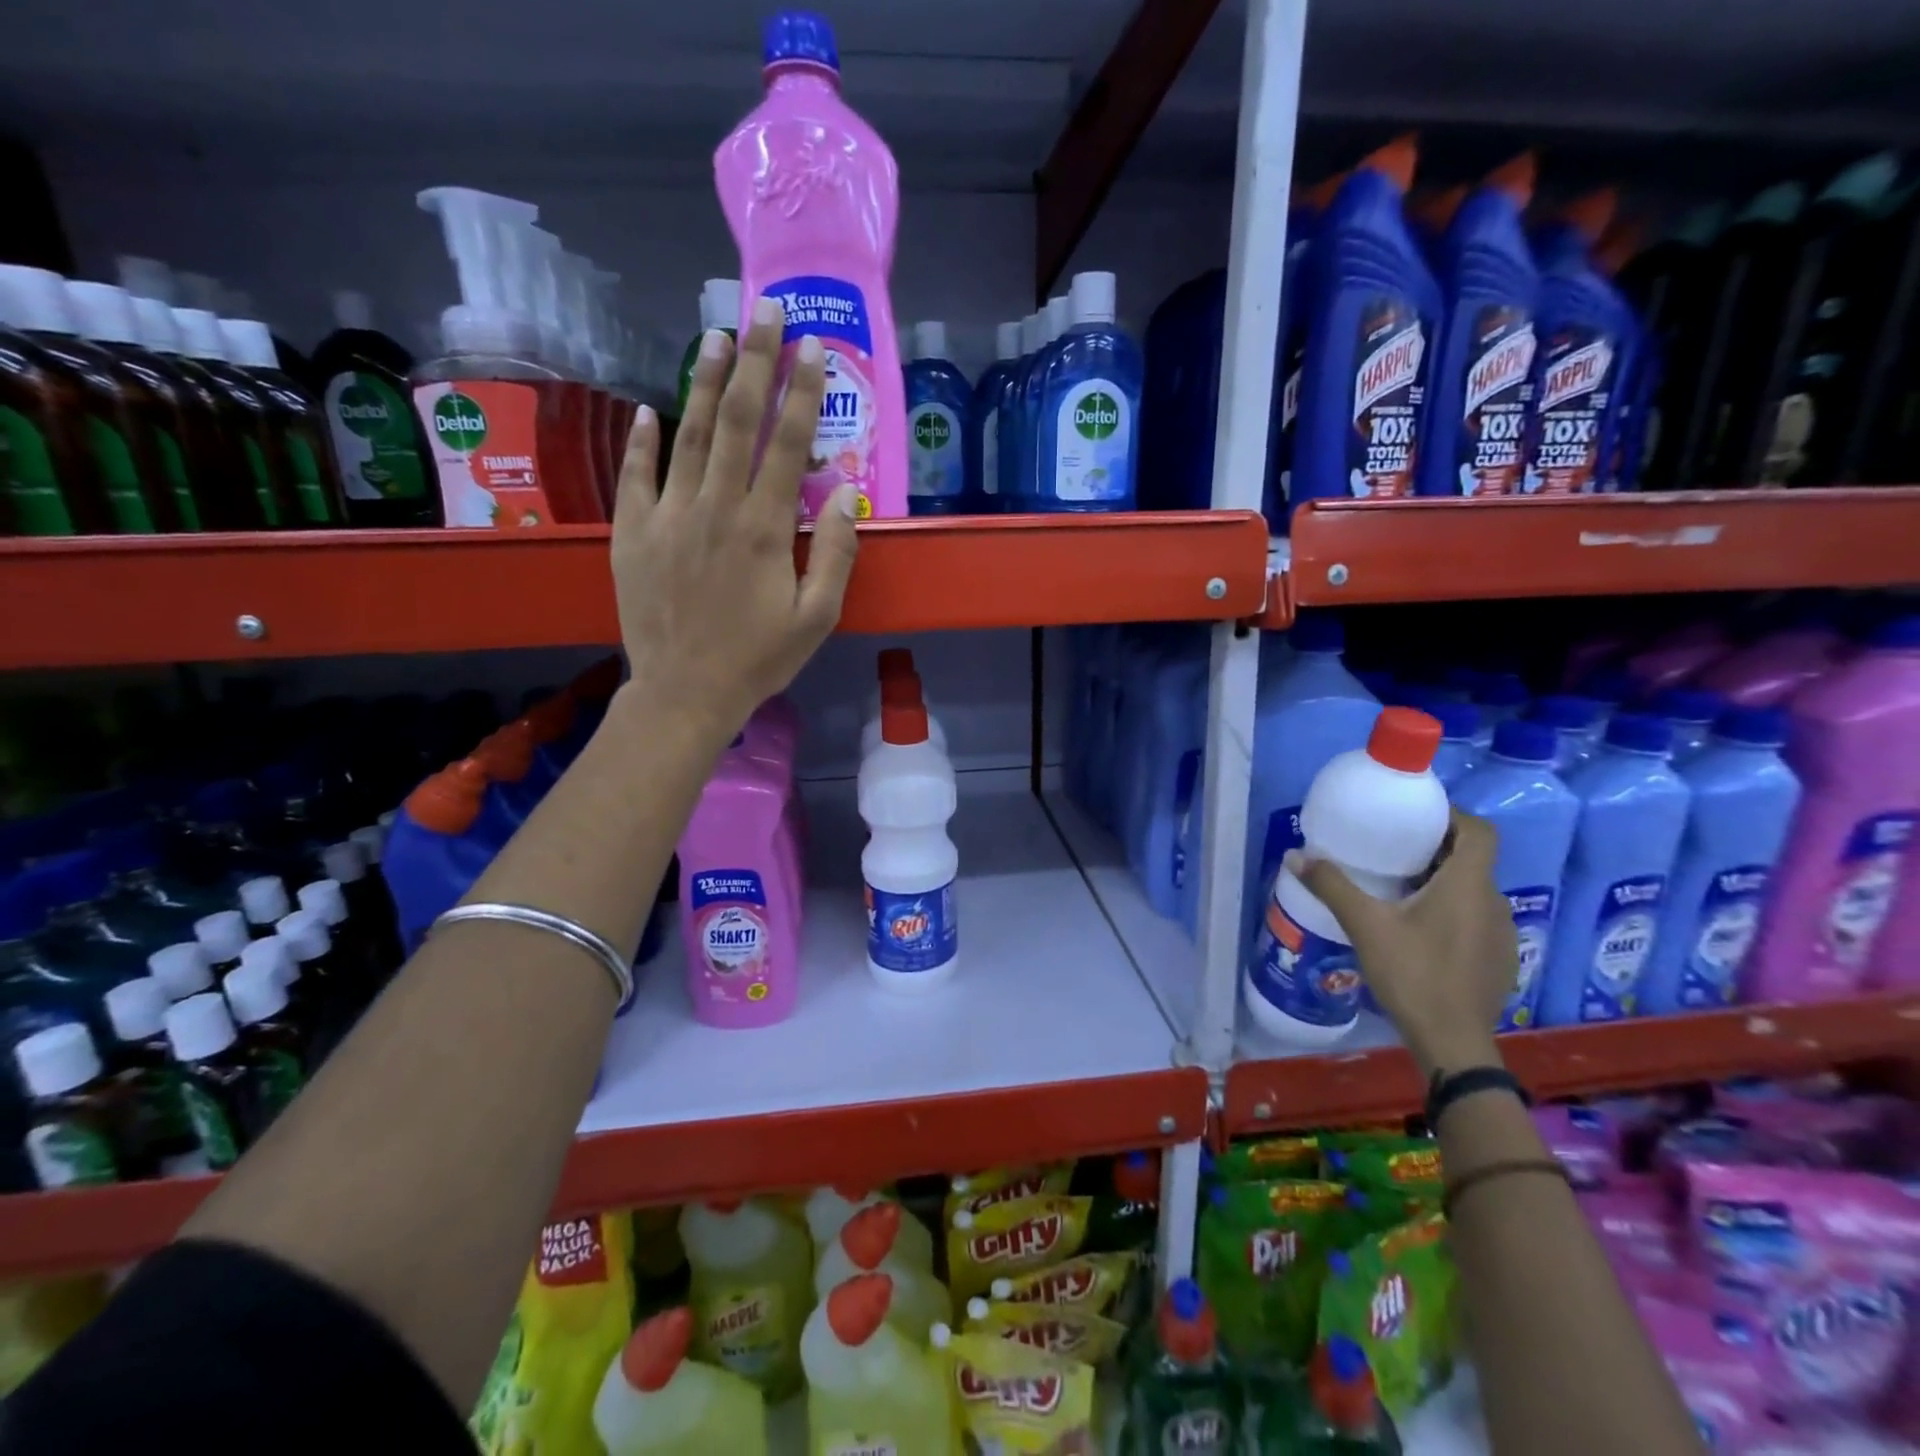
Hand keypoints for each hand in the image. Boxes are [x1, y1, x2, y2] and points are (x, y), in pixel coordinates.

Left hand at [609, 296, 858, 740]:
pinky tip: (650, 410)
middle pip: (735, 422)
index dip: (801, 392)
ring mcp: (668, 516)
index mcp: (763, 528)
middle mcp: (715, 508)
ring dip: (703, 382)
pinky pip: (637, 476)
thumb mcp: (816, 617)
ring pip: (687, 435)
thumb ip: (833, 553)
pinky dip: (642, 440)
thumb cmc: (759, 659)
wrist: (684, 693)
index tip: (812, 347)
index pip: (786, 444)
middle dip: (753, 362)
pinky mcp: (634, 533)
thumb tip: (843, 492)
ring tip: (714, 335)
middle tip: (763, 312)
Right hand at [1295, 808, 1515, 1077]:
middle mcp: (1494, 902)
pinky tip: (1421, 930)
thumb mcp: (1365, 925)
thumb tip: (1295, 855)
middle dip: (1436, 848)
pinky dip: (1452, 910)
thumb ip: (1332, 886)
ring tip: (1401, 888)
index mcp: (1468, 885)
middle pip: (1472, 859)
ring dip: (1444, 881)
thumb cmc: (1413, 973)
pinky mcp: (1500, 959)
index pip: (1478, 831)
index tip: (1415, 817)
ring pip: (1474, 891)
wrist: (1453, 1042)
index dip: (1452, 816)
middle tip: (1394, 849)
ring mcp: (1502, 933)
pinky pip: (1477, 919)